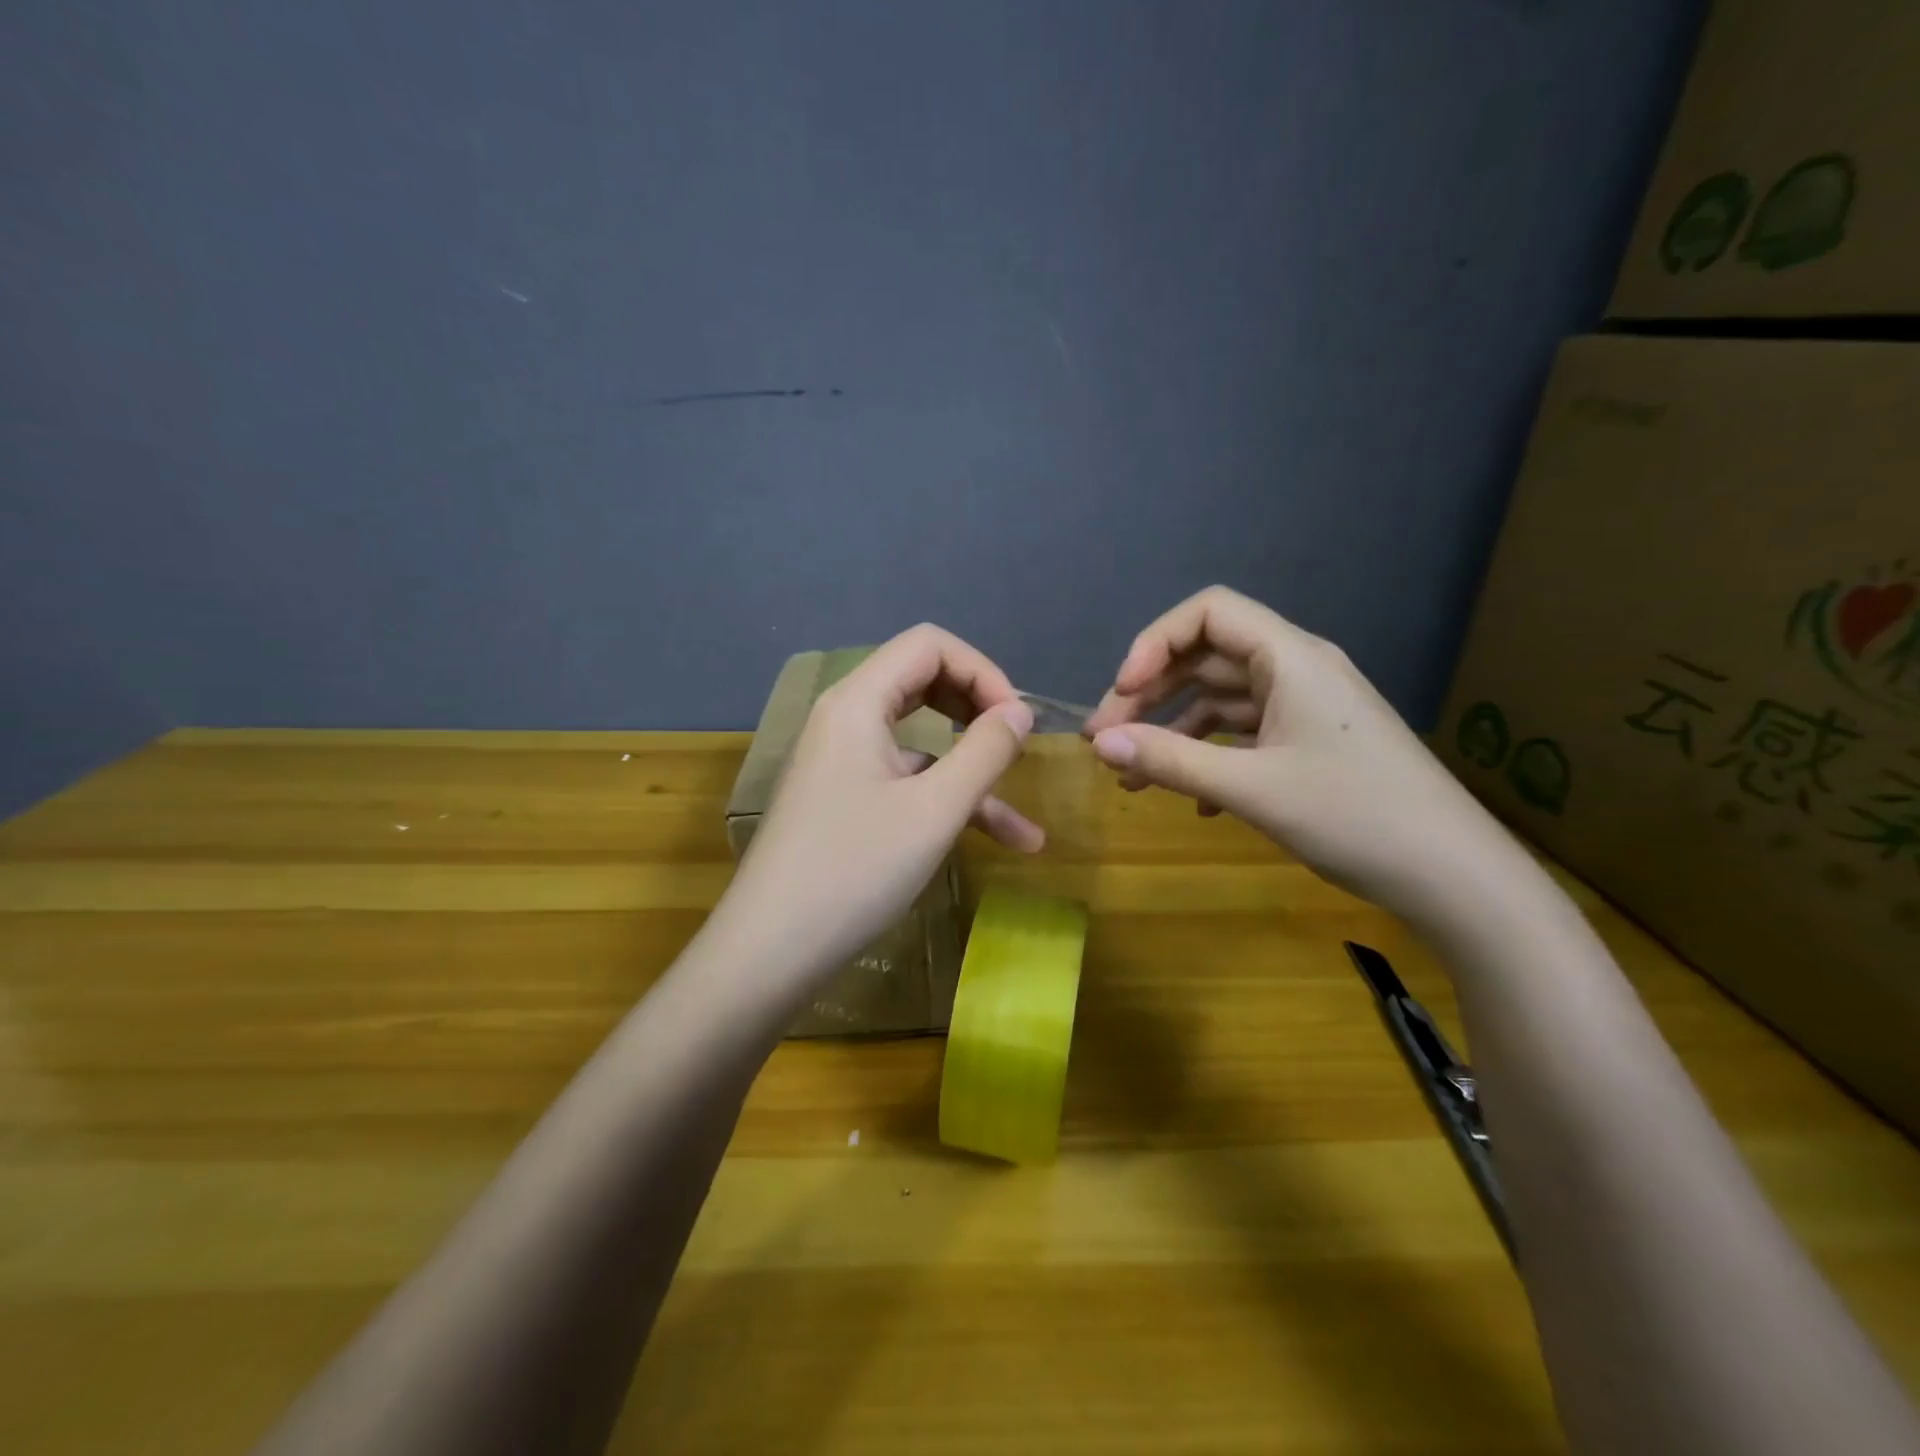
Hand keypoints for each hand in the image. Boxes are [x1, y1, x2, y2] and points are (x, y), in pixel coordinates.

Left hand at [717, 625, 1041, 991]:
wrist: (769, 952)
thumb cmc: (853, 872)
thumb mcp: (934, 811)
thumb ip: (985, 752)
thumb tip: (1020, 713)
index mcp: (857, 702)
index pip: (929, 646)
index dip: (983, 671)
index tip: (1019, 722)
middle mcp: (845, 719)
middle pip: (923, 682)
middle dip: (978, 709)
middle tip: (1017, 743)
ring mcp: (843, 762)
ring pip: (922, 744)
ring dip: (974, 773)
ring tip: (1027, 825)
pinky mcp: (846, 800)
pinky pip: (906, 783)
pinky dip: (948, 804)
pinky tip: (997, 844)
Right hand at [1083, 586, 1522, 921]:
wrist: (1454, 875)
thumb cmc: (1356, 817)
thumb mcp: (1252, 788)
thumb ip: (1171, 761)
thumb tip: (1099, 744)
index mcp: (1290, 658)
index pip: (1207, 613)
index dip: (1154, 643)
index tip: (1122, 693)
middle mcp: (1296, 670)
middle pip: (1205, 658)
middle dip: (1149, 696)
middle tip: (1104, 740)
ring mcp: (1305, 708)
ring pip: (1220, 700)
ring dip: (1173, 732)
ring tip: (1131, 776)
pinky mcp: (1310, 742)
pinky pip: (1244, 733)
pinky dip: (1209, 755)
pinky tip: (1194, 801)